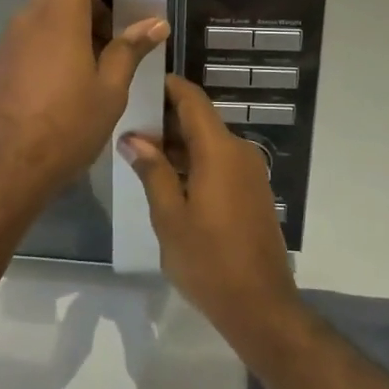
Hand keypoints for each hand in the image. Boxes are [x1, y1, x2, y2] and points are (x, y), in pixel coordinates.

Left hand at [0, 0, 169, 207]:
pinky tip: (73, 76)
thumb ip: (130, 49)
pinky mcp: (0, 60)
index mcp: (60, 14)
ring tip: (103, 59)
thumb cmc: (65, 126)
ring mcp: (10, 38)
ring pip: (49, 10)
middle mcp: (30, 16)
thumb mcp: (110, 90)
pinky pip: (34, 33)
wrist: (2, 168)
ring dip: (79, 20)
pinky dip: (59, 37)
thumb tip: (155, 23)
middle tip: (124, 29)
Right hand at [121, 75, 299, 340]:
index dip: (168, 86)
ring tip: (139, 154)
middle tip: (127, 125)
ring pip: (209, 143)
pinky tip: (167, 178)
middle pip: (200, 120)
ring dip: (178, 144)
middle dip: (165, 119)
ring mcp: (250, 172)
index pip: (192, 100)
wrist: (261, 305)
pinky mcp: (253, 191)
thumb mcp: (170, 217)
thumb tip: (133, 138)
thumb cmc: (209, 261)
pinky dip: (194, 162)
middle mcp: (239, 152)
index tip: (140, 82)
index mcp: (219, 151)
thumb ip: (152, 172)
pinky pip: (220, 162)